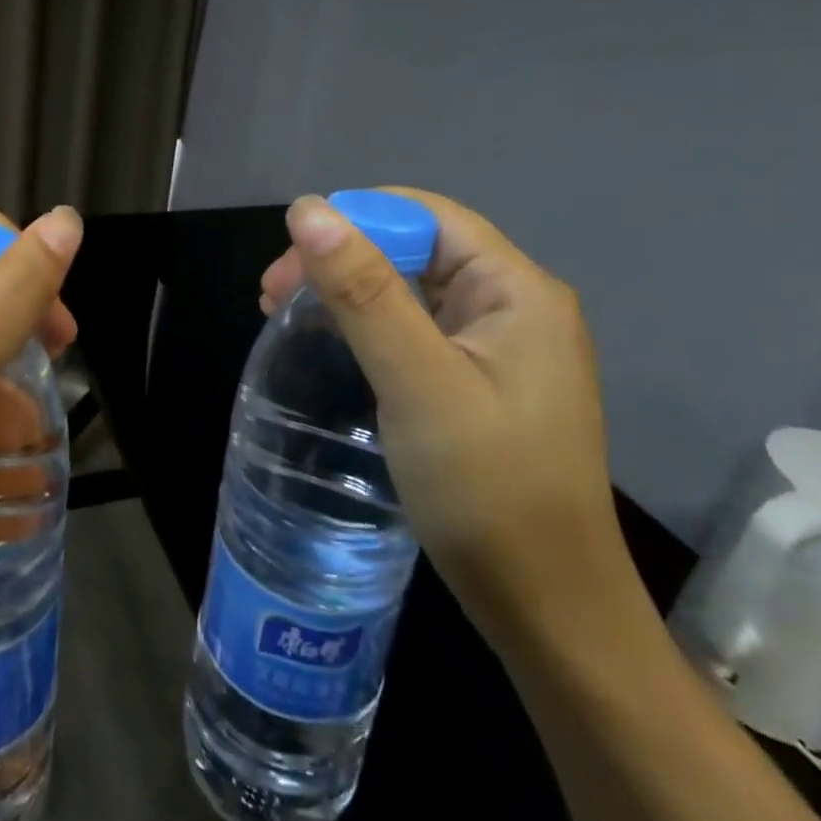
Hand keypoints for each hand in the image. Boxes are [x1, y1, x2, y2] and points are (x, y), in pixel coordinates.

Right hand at [263, 190, 643, 656]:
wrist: (549, 611)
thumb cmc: (487, 490)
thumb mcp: (417, 382)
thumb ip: (364, 291)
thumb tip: (309, 209)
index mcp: (516, 289)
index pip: (424, 216)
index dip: (352, 222)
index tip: (289, 263)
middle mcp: (515, 305)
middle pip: (415, 248)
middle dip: (341, 258)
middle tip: (271, 296)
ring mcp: (500, 346)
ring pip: (412, 288)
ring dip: (347, 291)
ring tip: (284, 315)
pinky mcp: (482, 381)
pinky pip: (417, 328)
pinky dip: (367, 325)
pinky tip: (331, 344)